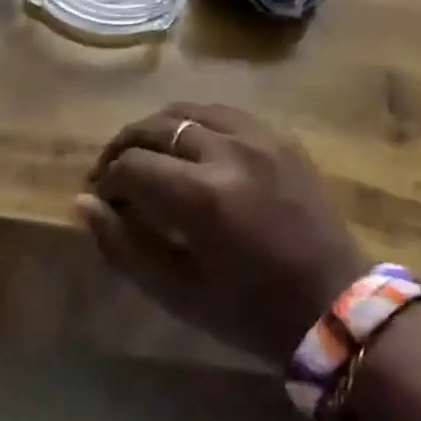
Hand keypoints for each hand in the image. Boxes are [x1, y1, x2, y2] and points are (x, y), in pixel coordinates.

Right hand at [79, 104, 367, 364]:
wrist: (336, 304)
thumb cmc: (252, 312)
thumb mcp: (179, 292)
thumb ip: (124, 246)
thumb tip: (84, 203)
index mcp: (203, 196)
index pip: (132, 165)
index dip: (108, 179)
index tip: (103, 197)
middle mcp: (228, 151)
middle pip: (156, 125)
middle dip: (125, 145)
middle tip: (114, 171)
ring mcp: (259, 136)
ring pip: (188, 108)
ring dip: (158, 127)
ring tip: (149, 154)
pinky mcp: (279, 135)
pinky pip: (224, 112)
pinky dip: (196, 123)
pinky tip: (191, 147)